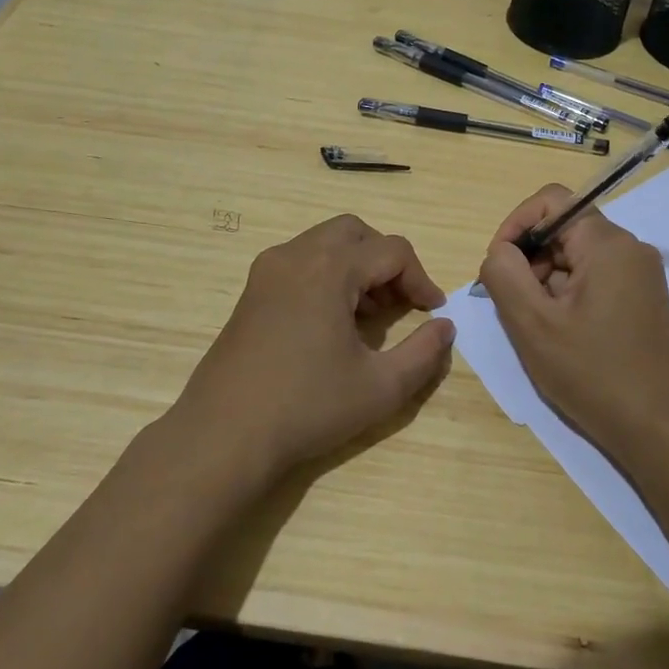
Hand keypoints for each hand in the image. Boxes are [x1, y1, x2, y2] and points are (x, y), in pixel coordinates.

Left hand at [167, 213, 454, 487]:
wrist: (223, 436)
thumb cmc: (307, 407)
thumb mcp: (381, 387)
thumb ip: (424, 353)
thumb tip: (445, 327)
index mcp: (329, 268)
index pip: (392, 251)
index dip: (421, 278)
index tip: (432, 312)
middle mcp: (296, 255)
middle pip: (356, 232)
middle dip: (387, 260)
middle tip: (402, 301)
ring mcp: (267, 270)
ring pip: (325, 243)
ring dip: (357, 266)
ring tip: (370, 315)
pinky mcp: (251, 291)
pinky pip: (301, 261)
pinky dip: (327, 274)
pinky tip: (333, 322)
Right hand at [477, 185, 668, 466]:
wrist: (659, 429)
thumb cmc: (593, 374)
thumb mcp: (532, 324)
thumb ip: (504, 274)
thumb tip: (499, 251)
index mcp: (607, 244)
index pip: (552, 201)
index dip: (516, 224)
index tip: (497, 265)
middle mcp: (629, 248)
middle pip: (564, 229)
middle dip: (529, 258)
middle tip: (514, 305)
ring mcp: (640, 274)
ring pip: (576, 256)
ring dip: (546, 280)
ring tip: (537, 326)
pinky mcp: (642, 298)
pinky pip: (594, 277)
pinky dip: (567, 294)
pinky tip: (560, 334)